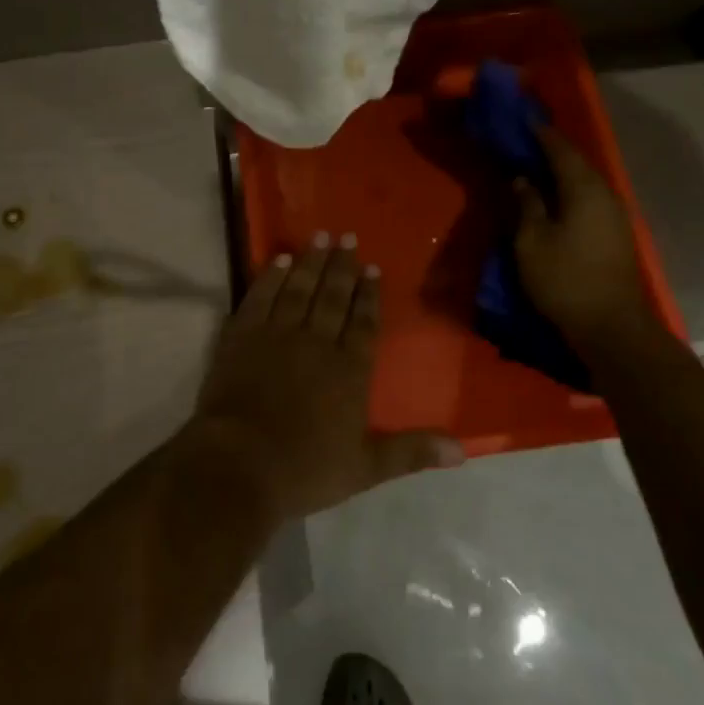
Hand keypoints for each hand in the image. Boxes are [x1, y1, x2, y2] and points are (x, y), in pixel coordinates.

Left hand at [189, 236, 462, 520]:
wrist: (240, 463)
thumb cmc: (306, 468)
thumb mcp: (366, 467)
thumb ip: (412, 451)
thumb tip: (463, 450)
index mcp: (349, 369)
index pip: (364, 323)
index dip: (369, 295)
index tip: (372, 267)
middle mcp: (317, 341)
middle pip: (332, 297)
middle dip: (342, 266)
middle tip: (347, 236)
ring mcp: (277, 334)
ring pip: (300, 289)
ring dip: (312, 262)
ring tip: (320, 236)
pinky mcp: (242, 335)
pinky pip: (261, 296)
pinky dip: (271, 276)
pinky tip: (280, 260)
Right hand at [513, 125, 656, 344]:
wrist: (611, 327)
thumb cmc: (565, 279)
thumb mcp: (532, 241)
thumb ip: (527, 204)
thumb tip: (522, 179)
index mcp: (584, 189)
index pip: (561, 150)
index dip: (541, 134)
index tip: (524, 120)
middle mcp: (605, 195)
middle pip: (578, 164)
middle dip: (553, 151)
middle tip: (527, 142)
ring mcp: (615, 216)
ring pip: (586, 183)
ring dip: (562, 173)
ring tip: (537, 168)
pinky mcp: (616, 235)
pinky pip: (590, 200)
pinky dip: (571, 192)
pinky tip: (555, 199)